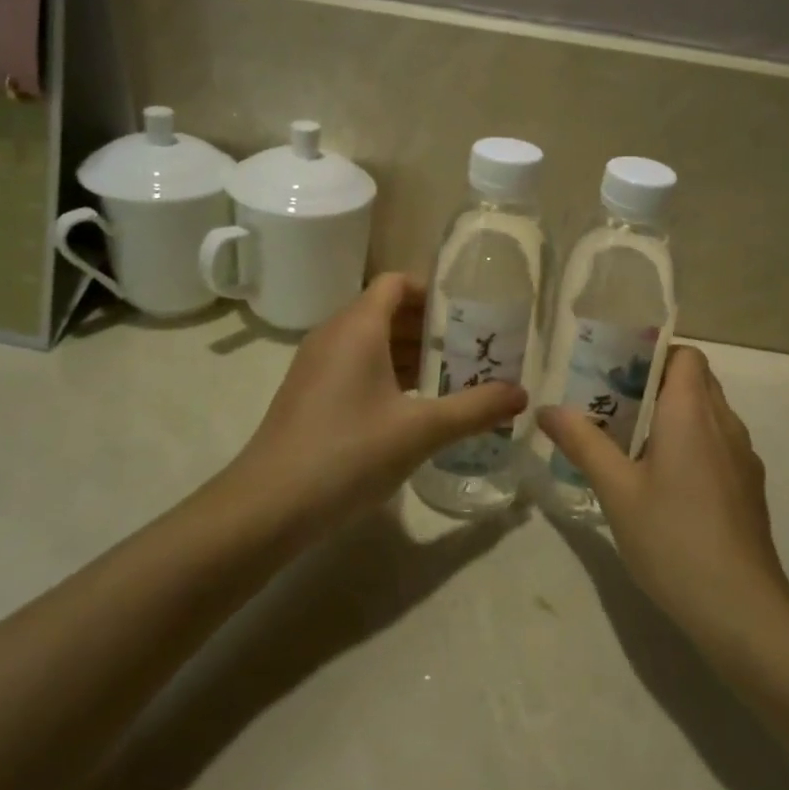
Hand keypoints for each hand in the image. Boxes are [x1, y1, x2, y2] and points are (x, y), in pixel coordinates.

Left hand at [218, 274, 526, 543]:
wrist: (266, 507)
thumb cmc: (348, 453)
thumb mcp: (421, 431)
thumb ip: (475, 408)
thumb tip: (522, 394)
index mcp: (358, 326)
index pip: (397, 282)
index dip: (433, 290)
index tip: (469, 313)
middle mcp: (334, 334)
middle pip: (386, 309)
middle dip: (429, 326)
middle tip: (471, 347)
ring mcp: (316, 365)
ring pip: (370, 340)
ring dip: (409, 352)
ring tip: (450, 376)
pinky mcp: (309, 393)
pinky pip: (354, 365)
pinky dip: (386, 372)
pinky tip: (412, 406)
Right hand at [539, 345, 788, 649]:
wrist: (741, 608)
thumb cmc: (673, 538)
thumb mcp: (616, 490)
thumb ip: (582, 443)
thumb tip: (546, 408)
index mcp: (692, 412)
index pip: (686, 355)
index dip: (655, 355)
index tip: (619, 374)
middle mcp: (724, 423)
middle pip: (697, 381)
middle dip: (657, 385)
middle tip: (615, 408)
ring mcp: (743, 457)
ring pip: (710, 414)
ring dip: (676, 416)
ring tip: (634, 446)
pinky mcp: (750, 487)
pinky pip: (720, 445)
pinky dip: (694, 445)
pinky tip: (667, 486)